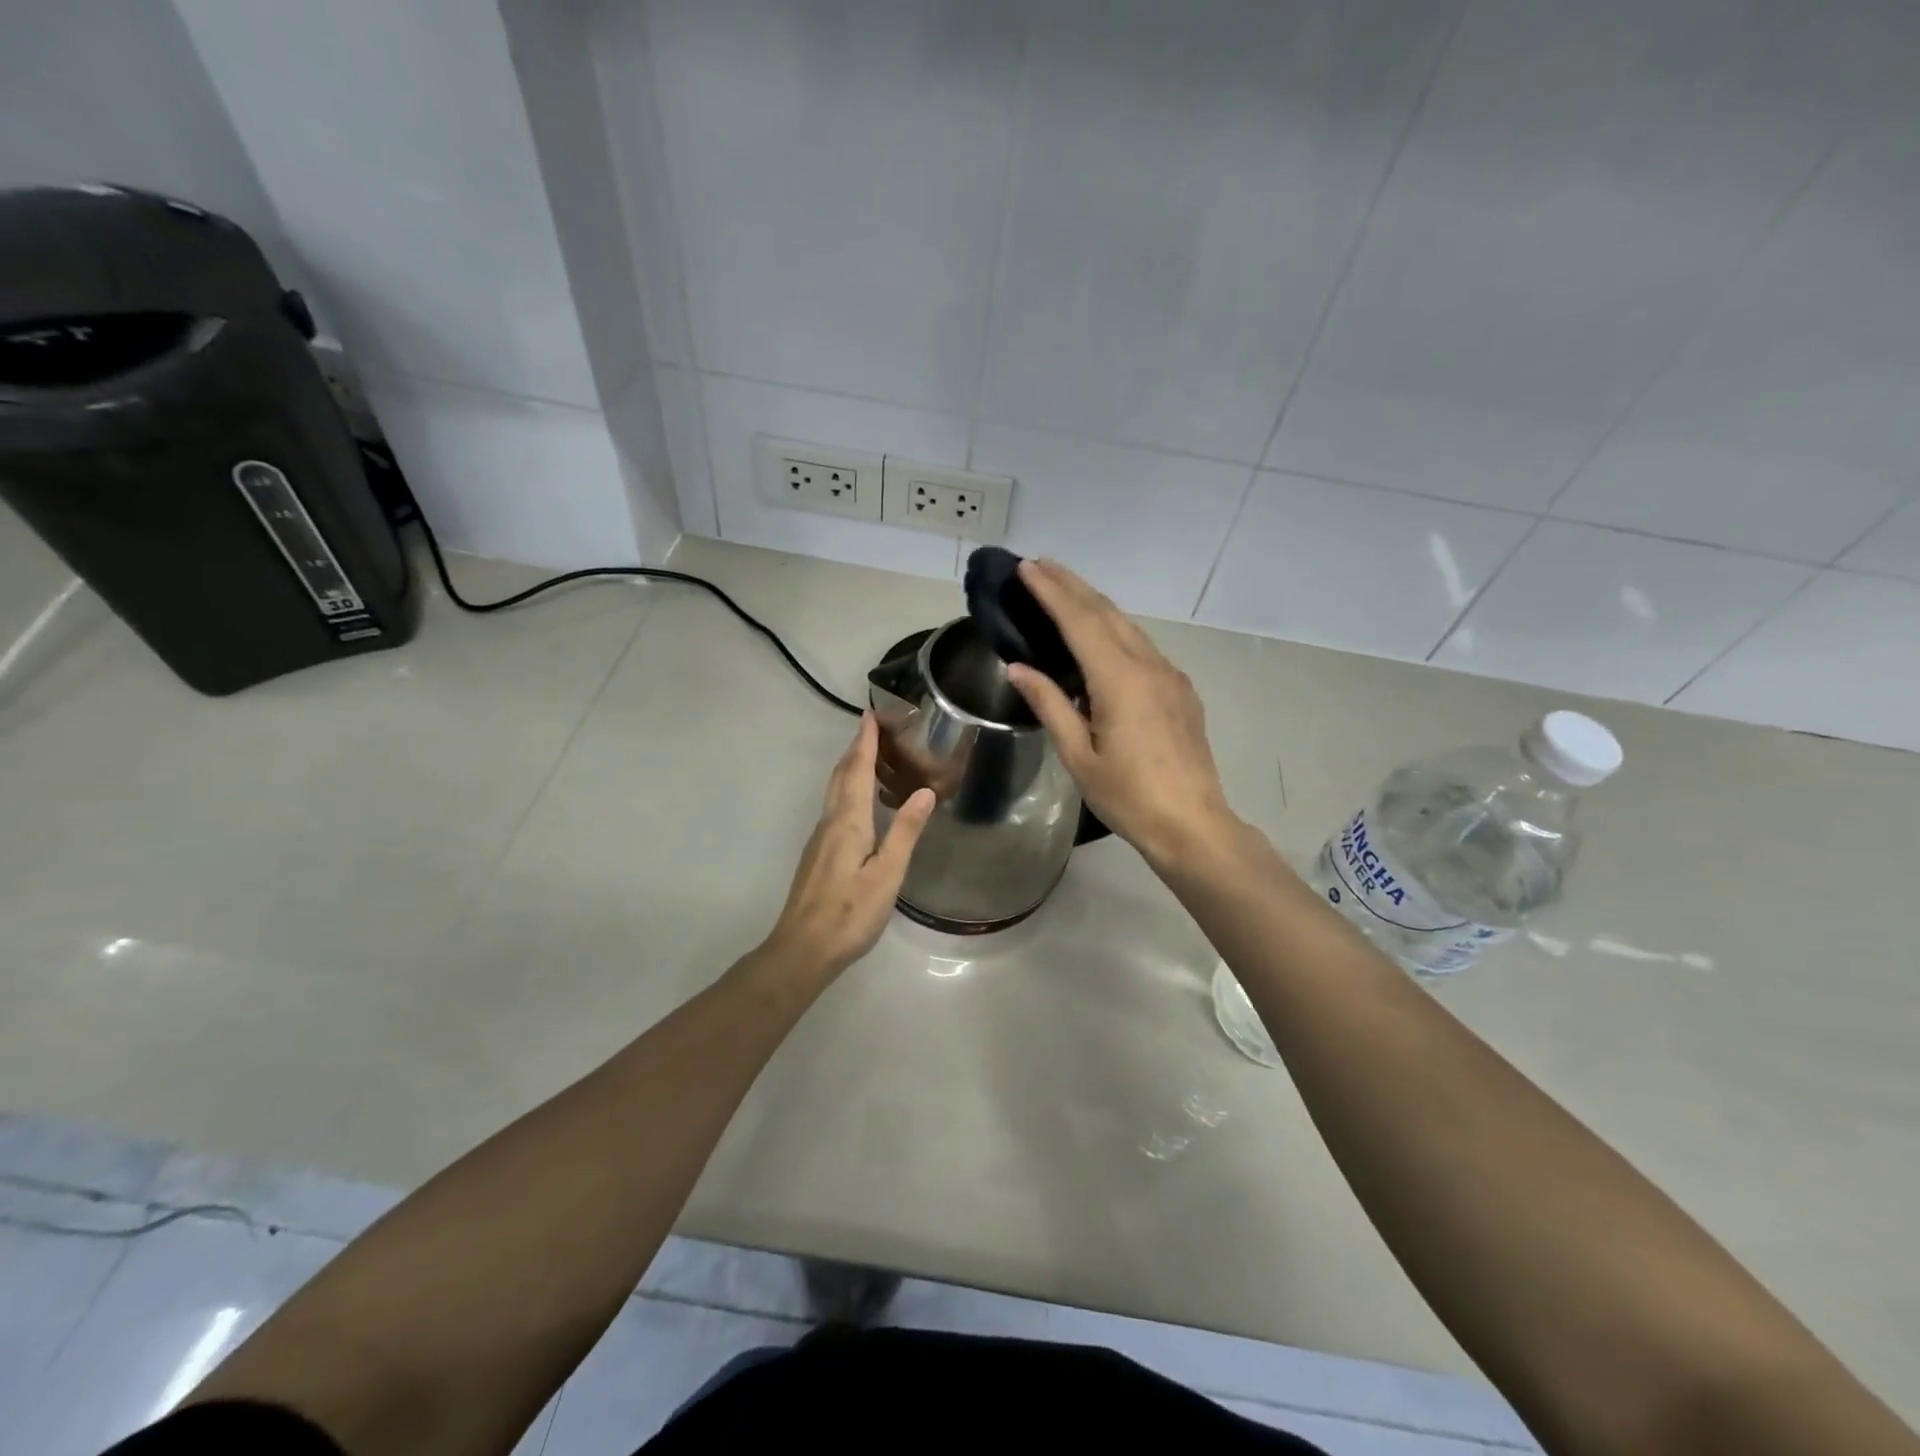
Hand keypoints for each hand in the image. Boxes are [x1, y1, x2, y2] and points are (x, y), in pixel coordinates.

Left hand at [763, 712, 935, 978]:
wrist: (803, 949)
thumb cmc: (850, 912)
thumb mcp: (888, 874)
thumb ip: (906, 831)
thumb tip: (925, 790)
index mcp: (848, 822)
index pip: (856, 770)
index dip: (864, 741)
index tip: (870, 713)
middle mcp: (830, 822)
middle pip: (840, 776)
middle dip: (856, 748)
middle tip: (874, 727)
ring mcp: (820, 839)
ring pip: (835, 791)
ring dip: (850, 767)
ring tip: (870, 755)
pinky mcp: (818, 855)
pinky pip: (835, 808)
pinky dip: (848, 789)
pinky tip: (860, 802)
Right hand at [1007, 559, 1236, 866]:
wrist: (1192, 823)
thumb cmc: (1128, 796)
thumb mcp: (1078, 755)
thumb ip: (1049, 705)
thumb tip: (1018, 668)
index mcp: (1119, 679)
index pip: (1079, 621)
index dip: (1051, 591)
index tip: (1027, 568)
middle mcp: (1148, 665)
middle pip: (1106, 612)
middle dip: (1072, 585)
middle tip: (1040, 565)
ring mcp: (1170, 675)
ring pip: (1128, 626)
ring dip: (1094, 604)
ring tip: (1064, 592)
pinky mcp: (1180, 690)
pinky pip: (1142, 647)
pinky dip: (1115, 630)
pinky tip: (1101, 637)